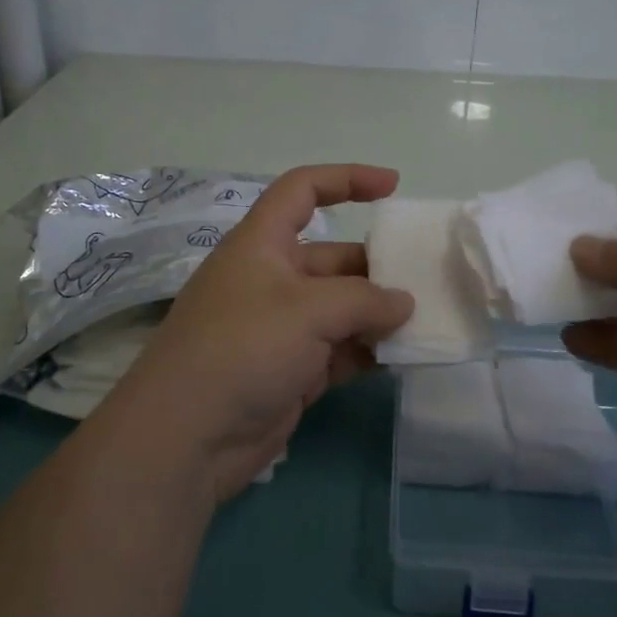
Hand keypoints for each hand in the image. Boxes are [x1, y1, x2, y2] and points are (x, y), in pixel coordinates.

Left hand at [107, 164, 414, 501]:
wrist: (188, 437)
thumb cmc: (244, 348)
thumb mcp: (309, 310)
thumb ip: (365, 300)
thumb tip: (403, 304)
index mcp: (262, 244)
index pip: (302, 191)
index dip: (346, 179)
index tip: (393, 187)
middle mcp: (272, 279)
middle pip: (333, 257)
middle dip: (378, 266)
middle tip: (427, 281)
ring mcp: (281, 328)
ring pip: (341, 308)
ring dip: (379, 314)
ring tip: (427, 320)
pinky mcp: (292, 370)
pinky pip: (340, 350)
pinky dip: (368, 351)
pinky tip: (404, 356)